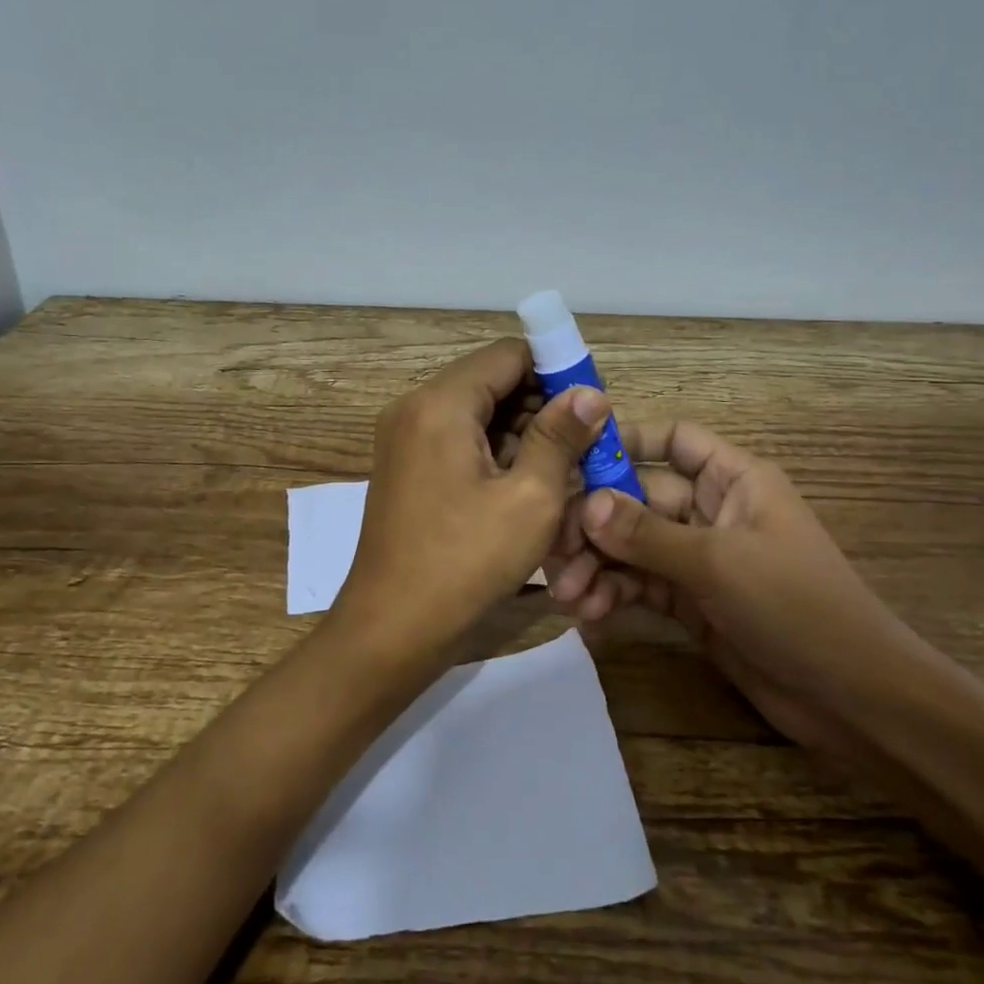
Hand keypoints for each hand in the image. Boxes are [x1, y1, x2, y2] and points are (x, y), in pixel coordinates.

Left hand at [337, 338, 609, 656]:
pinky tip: (524, 486)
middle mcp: (414, 407)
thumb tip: (591, 392)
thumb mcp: (530, 499)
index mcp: (440, 403)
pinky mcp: (405, 466)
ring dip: (520, 432)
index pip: (508, 355)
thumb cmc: (465, 563)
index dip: (556, 371)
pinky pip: (457, 439)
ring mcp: (403, 437)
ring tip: (562, 470)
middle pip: (490, 381)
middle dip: (540, 406)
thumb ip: (560, 436)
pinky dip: (492, 452)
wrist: (391, 628)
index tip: (591, 406)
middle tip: (584, 444)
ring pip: (476, 412)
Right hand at [545, 420, 921, 740]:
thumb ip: (648, 533)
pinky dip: (614, 594)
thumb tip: (586, 505)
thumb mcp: (719, 562)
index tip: (572, 457)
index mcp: (734, 479)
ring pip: (633, 545)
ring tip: (568, 594)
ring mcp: (699, 558)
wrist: (851, 699)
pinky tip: (589, 614)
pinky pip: (641, 585)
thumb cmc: (796, 606)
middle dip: (596, 522)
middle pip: (640, 497)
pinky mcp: (690, 601)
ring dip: (598, 564)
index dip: (626, 441)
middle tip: (554, 549)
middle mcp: (712, 510)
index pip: (674, 440)